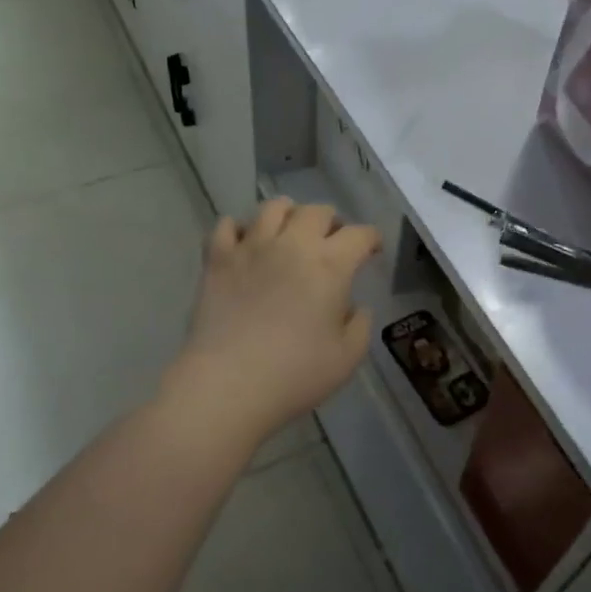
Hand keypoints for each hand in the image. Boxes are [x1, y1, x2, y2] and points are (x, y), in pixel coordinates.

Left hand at [167, 199, 380, 444]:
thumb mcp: (347, 358)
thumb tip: (354, 307)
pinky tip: (244, 244)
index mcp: (330, 265)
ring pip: (273, 207)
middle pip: (317, 211)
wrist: (228, 384)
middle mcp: (293, 244)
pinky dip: (238, 228)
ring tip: (289, 233)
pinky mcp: (217, 259)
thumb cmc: (295, 374)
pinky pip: (226, 225)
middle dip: (331, 222)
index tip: (373, 251)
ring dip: (288, 215)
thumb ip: (360, 325)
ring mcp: (251, 247)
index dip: (371, 239)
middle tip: (331, 242)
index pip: (359, 234)